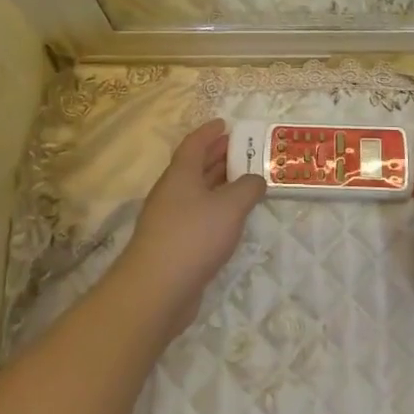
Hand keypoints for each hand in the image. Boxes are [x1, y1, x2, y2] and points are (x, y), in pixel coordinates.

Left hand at [118, 119, 266, 339]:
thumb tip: (256, 179)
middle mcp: (172, 192)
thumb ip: (248, 188)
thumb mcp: (230, 207)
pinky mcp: (173, 245)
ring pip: (196, 192)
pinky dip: (215, 209)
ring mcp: (169, 220)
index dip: (209, 132)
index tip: (225, 124)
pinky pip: (197, 215)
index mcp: (180, 174)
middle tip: (242, 149)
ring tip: (244, 180)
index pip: (194, 144)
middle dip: (217, 155)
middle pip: (195, 166)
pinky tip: (231, 218)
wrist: (157, 289)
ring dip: (218, 183)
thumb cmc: (194, 236)